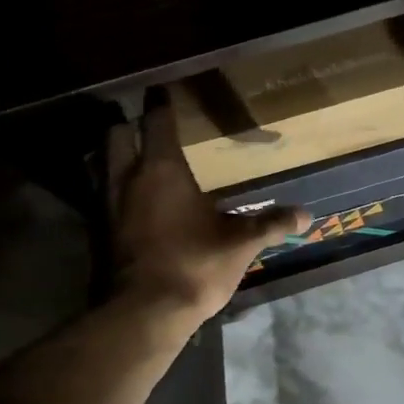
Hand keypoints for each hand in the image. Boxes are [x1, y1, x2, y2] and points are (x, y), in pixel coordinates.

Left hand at [103, 89, 310, 324]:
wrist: (144, 313)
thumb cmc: (195, 264)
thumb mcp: (241, 243)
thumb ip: (271, 223)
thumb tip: (306, 215)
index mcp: (161, 170)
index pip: (156, 122)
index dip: (159, 103)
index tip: (161, 89)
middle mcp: (126, 179)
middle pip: (115, 135)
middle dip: (127, 124)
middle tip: (145, 123)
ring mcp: (106, 206)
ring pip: (100, 164)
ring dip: (114, 155)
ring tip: (134, 157)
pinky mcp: (98, 232)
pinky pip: (100, 195)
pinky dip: (112, 188)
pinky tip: (132, 200)